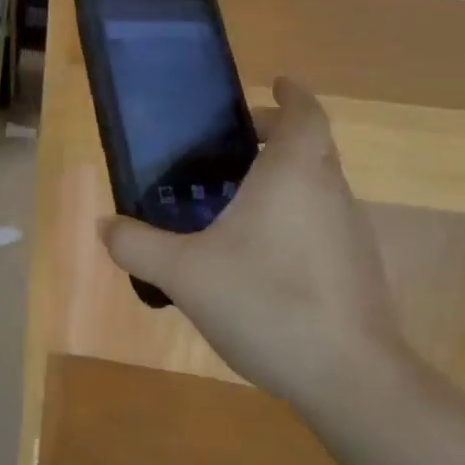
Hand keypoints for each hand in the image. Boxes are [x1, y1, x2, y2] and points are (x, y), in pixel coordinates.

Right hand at [101, 78, 405, 404]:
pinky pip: (325, 222)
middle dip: (277, 136)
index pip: (305, 112)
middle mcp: (330, 191)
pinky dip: (297, 216)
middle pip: (311, 146)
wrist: (351, 380)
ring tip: (240, 200)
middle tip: (236, 144)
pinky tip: (263, 255)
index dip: (292, 94)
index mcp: (294, 172)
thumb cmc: (267, 301)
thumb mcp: (184, 273)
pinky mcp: (359, 269)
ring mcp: (352, 231)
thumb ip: (138, 245)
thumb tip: (105, 226)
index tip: (273, 84)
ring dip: (287, 178)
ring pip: (319, 185)